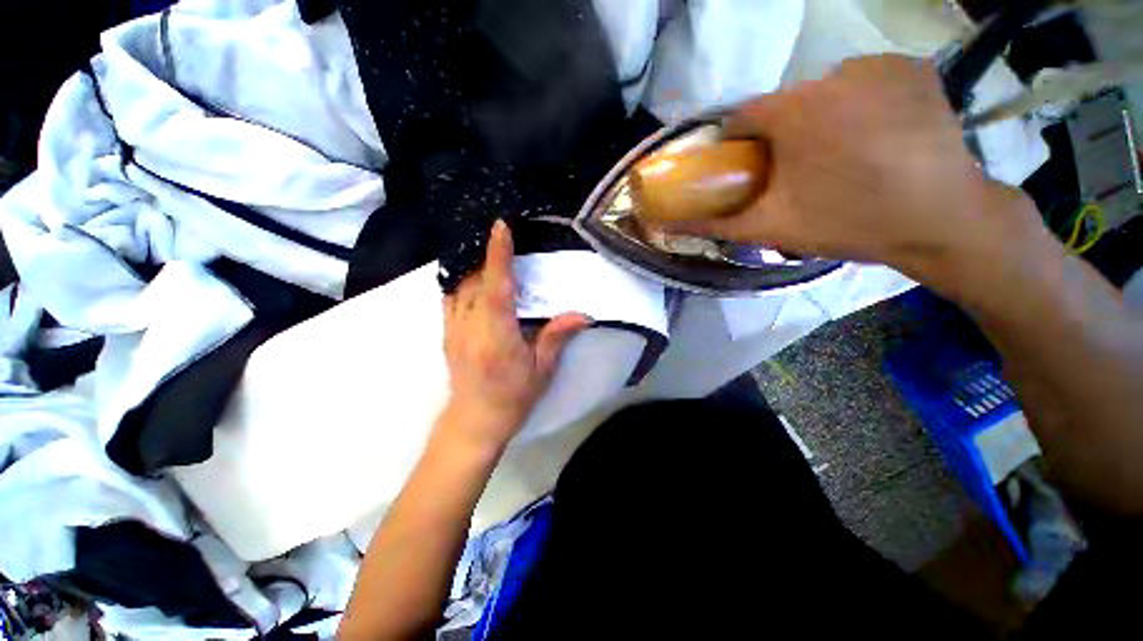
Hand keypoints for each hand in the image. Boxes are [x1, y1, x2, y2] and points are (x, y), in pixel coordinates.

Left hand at [441, 220, 590, 446]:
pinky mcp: (446, 334)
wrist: (475, 421)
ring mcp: (453, 330)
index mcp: (497, 336)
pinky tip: (474, 281)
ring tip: (491, 256)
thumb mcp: (542, 371)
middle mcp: (470, 327)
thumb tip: (583, 315)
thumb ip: (557, 337)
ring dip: (475, 268)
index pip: (497, 288)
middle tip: (504, 239)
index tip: (501, 227)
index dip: (498, 255)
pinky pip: (450, 298)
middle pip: (475, 281)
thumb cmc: (513, 398)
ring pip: (459, 287)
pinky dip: (461, 283)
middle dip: (488, 257)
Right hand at [675, 55, 1044, 283]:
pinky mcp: (911, 67)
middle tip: (797, 171)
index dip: (739, 142)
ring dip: (822, 118)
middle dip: (783, 134)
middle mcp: (830, 73)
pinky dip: (861, 102)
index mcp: (792, 111)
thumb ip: (711, 224)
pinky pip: (866, 81)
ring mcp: (877, 64)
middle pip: (786, 104)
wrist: (940, 221)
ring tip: (840, 155)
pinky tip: (875, 134)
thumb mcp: (768, 228)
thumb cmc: (847, 222)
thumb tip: (663, 224)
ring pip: (826, 91)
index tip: (746, 166)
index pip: (743, 116)